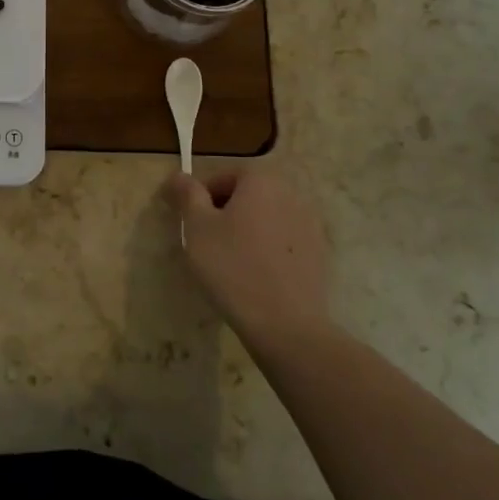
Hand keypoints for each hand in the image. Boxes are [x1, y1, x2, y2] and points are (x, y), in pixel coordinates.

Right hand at [165, 167, 331, 351]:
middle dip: (226, 213)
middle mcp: (291, 194)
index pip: (224, 176)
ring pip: (267, 219)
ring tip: (231, 262)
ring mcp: (311, 224)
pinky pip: (284, 242)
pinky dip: (268, 250)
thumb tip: (179, 175)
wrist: (285, 324)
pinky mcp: (319, 254)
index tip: (191, 224)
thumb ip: (187, 195)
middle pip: (248, 195)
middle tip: (207, 242)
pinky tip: (256, 276)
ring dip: (248, 231)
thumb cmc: (232, 266)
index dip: (202, 197)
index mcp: (261, 180)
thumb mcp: (197, 227)